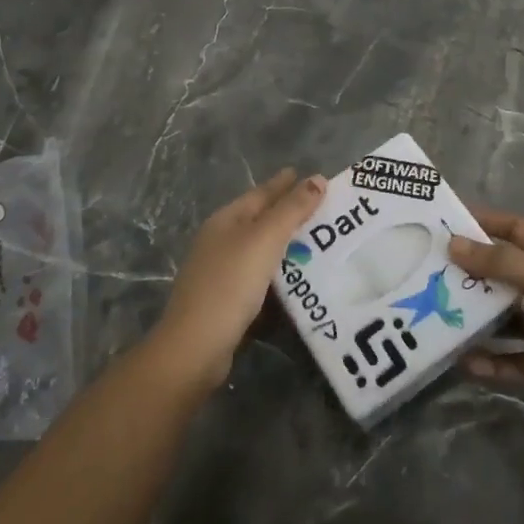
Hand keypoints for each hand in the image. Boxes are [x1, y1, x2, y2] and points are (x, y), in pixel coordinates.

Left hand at [155, 169, 327, 389]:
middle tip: (327, 210)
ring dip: (289, 246)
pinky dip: (281, 273)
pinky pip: (262, 277)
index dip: (287, 184)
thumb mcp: (265, 239)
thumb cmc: (230, 284)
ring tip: (322, 243)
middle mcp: (221, 241)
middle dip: (291, 213)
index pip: (262, 193)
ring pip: (262, 250)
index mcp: (226, 220)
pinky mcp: (228, 300)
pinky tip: (300, 279)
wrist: (196, 346)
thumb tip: (317, 178)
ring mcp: (221, 271)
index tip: (315, 177)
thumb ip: (292, 209)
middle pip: (261, 220)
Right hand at [449, 209, 523, 427]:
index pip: (514, 228)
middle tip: (429, 277)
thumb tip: (452, 244)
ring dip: (477, 321)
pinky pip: (515, 358)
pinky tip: (466, 366)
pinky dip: (493, 361)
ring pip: (505, 318)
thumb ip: (500, 262)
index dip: (485, 221)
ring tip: (439, 322)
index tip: (447, 222)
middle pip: (504, 273)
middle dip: (472, 274)